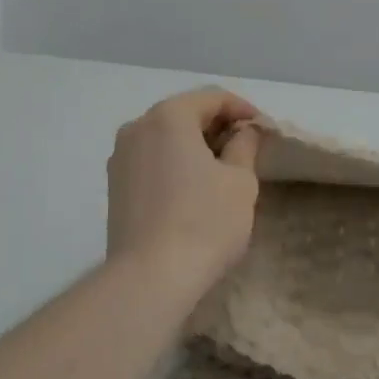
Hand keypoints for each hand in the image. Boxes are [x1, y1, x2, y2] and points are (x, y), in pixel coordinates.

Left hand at [107, 88, 262, 296]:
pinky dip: (175, 163)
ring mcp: (120, 157)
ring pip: (166, 137)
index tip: (263, 129)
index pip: (212, 98)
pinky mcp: (114, 186)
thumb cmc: (203, 222)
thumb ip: (244, 145)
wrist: (148, 280)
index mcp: (169, 116)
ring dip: (195, 145)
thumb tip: (243, 132)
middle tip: (246, 147)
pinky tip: (194, 188)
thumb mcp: (240, 181)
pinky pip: (151, 160)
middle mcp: (138, 127)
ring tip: (222, 169)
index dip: (242, 109)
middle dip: (217, 126)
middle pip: (185, 114)